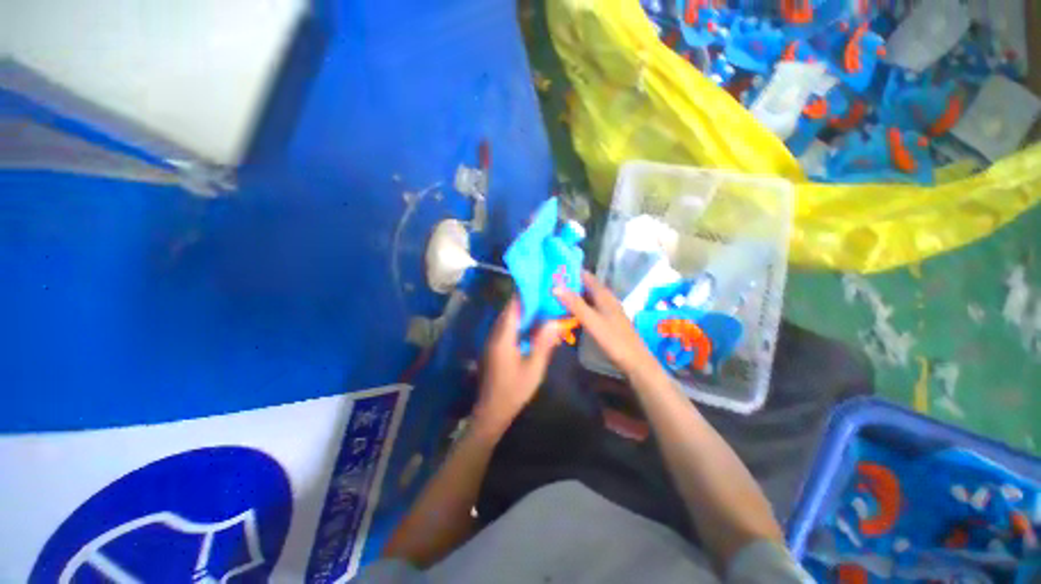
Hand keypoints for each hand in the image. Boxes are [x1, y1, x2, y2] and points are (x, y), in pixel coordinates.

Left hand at [474, 297, 559, 434]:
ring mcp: (494, 340)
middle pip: (511, 310)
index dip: (525, 293)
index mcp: (503, 336)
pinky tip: (535, 326)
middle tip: (548, 295)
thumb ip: (544, 343)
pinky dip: (521, 323)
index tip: (541, 285)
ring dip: (525, 311)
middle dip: (528, 300)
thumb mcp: (534, 368)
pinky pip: (509, 328)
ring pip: (509, 318)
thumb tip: (556, 321)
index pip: (513, 306)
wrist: (492, 411)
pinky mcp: (496, 347)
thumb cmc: (514, 391)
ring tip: (545, 306)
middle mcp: (495, 334)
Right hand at [554, 271, 658, 376]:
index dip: (572, 271)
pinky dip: (579, 307)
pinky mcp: (607, 321)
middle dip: (570, 284)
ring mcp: (608, 310)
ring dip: (574, 296)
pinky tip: (570, 313)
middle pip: (586, 286)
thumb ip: (575, 304)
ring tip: (556, 296)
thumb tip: (555, 286)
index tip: (555, 269)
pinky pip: (590, 308)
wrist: (635, 361)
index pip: (587, 276)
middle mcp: (606, 299)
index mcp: (604, 295)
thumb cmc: (614, 340)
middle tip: (550, 284)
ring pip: (588, 298)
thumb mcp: (592, 321)